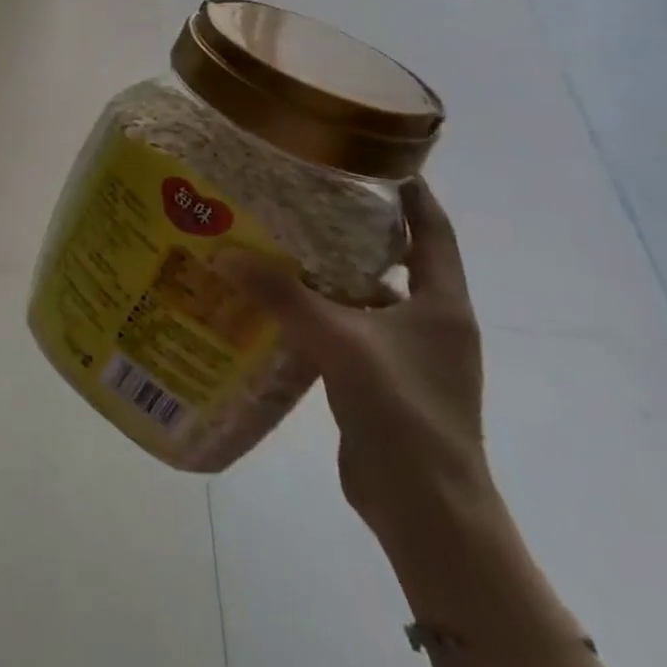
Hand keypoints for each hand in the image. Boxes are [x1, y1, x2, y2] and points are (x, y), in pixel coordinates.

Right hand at [225, 179, 488, 543]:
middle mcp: (429, 322)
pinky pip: (343, 329)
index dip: (409, 192)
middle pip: (392, 258)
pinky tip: (270, 301)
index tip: (371, 156)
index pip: (432, 230)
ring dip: (326, 272)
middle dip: (350, 226)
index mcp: (441, 304)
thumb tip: (224, 252)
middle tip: (298, 194)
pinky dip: (313, 311)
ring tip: (274, 241)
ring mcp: (404, 354)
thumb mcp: (341, 344)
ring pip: (361, 295)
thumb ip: (283, 296)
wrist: (426, 510)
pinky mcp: (377, 379)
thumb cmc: (404, 414)